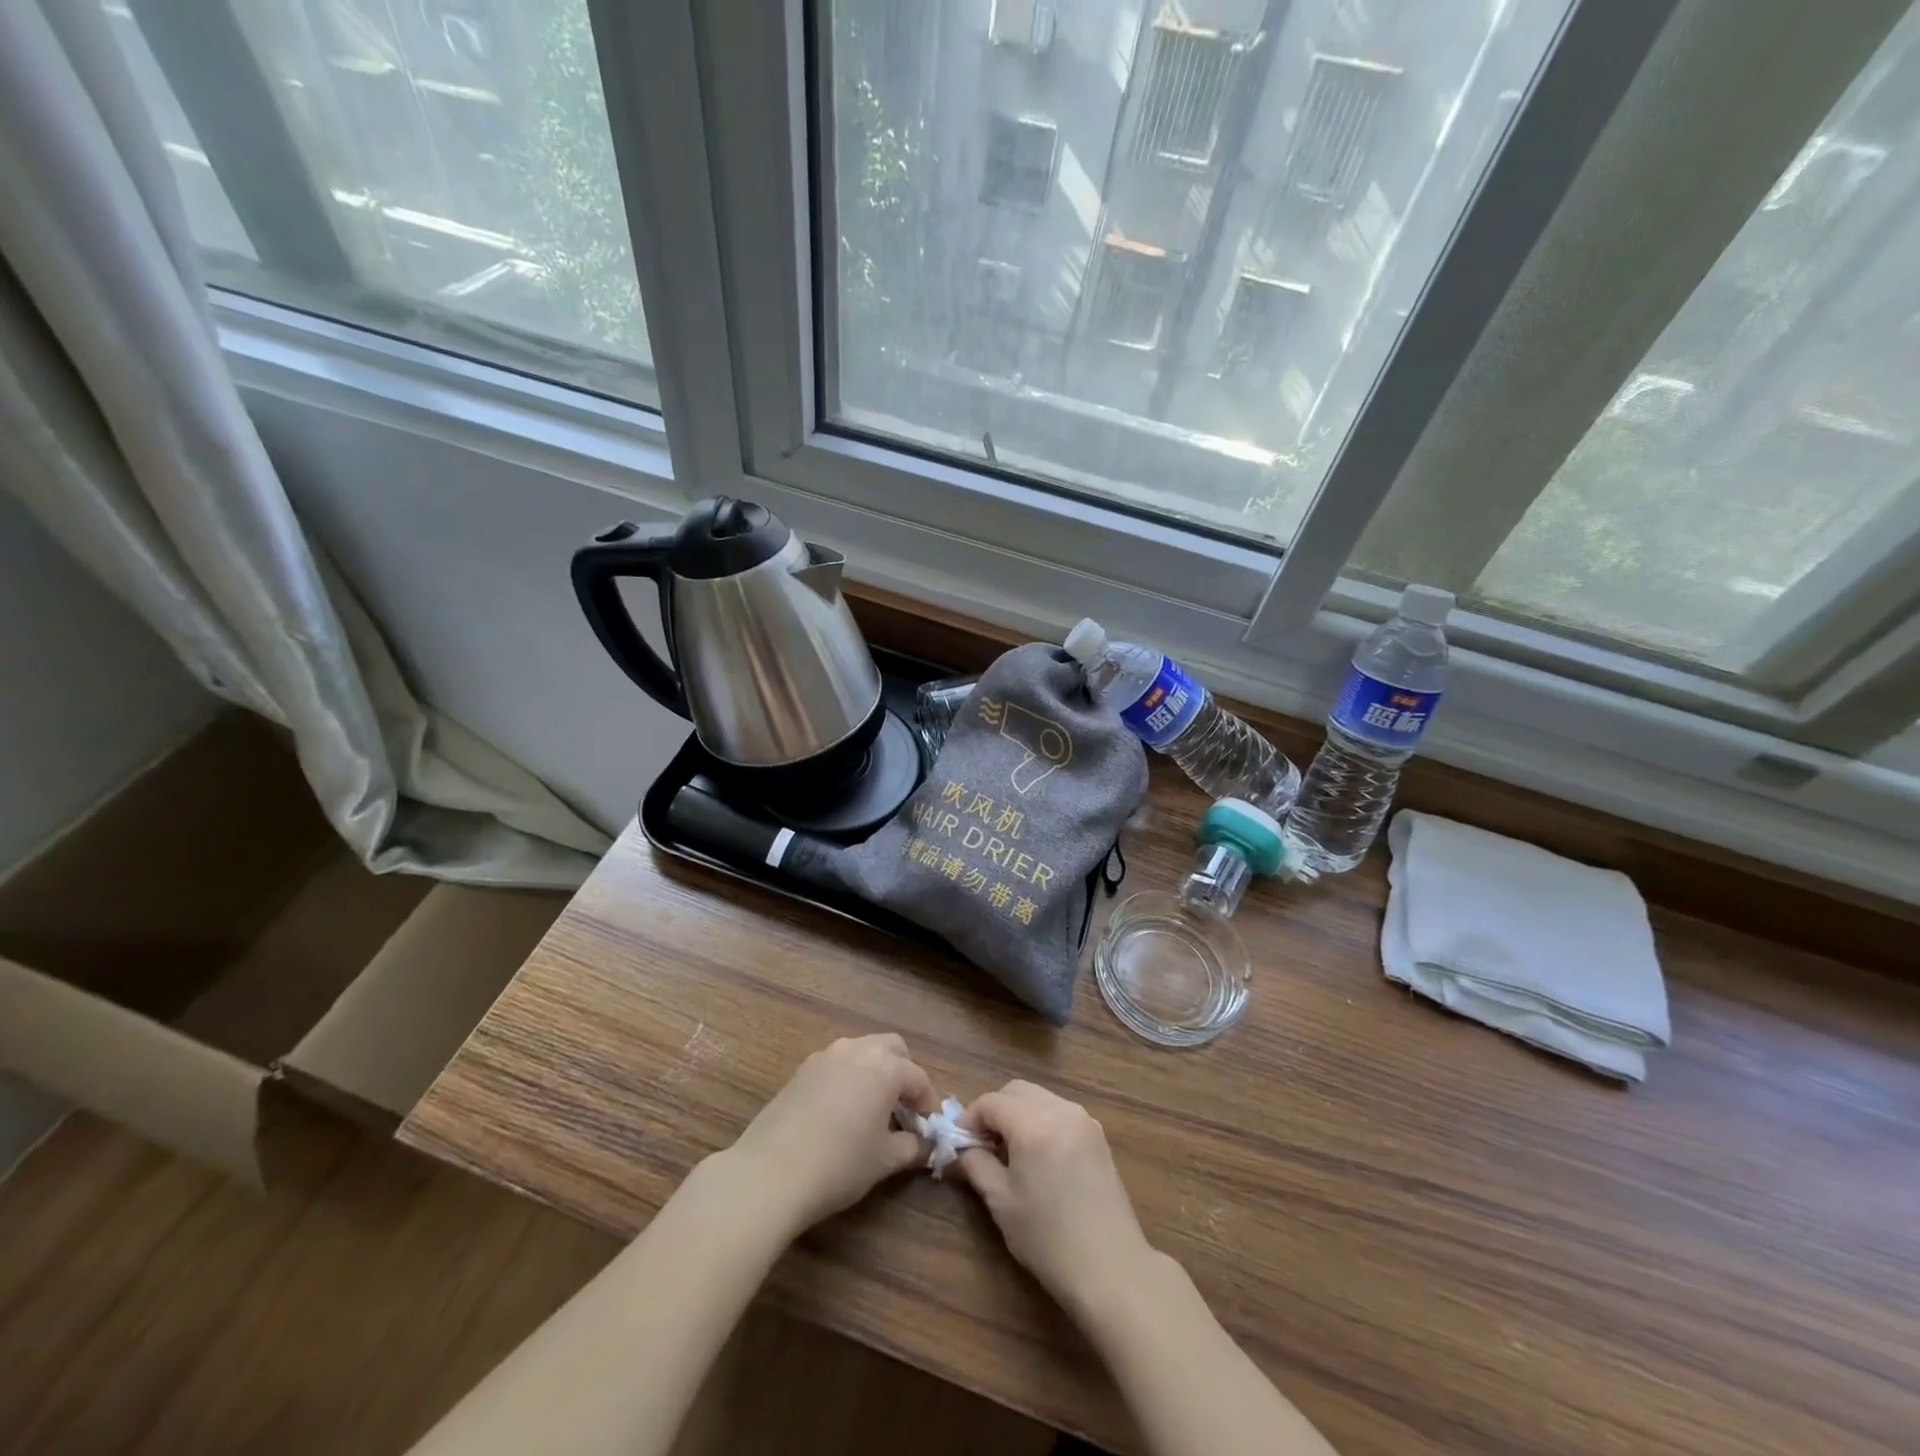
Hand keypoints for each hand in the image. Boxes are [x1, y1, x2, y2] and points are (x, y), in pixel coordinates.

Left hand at [725, 1034, 936, 1236]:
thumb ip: (913, 1147)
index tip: (929, 1129)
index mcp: (885, 1066)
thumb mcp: (885, 1161)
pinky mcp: (801, 1070)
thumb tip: (925, 1144)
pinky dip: (848, 1079)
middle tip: (903, 1110)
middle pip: (892, 1048)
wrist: (770, 1173)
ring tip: (873, 1111)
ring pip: (862, 1052)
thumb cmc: (840, 1164)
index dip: (928, 1103)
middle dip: (903, 1074)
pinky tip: (841, 1113)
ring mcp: (825, 1056)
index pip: (918, 1078)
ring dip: (874, 1073)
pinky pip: (837, 1064)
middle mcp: (857, 1049)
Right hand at [953, 1081, 1157, 1315]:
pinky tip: (1039, 1156)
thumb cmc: (1048, 1239)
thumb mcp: (1001, 1202)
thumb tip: (964, 1145)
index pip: (992, 1101)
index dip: (971, 1117)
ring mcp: (1084, 1120)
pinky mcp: (1098, 1135)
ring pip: (1040, 1097)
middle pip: (1017, 1090)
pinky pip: (1060, 1111)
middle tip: (983, 1143)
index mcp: (1034, 1125)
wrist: (1111, 1268)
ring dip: (1019, 1113)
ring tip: (1010, 1151)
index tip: (962, 1142)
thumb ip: (977, 1163)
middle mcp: (1061, 1111)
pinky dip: (1042, 1120)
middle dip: (995, 1109)